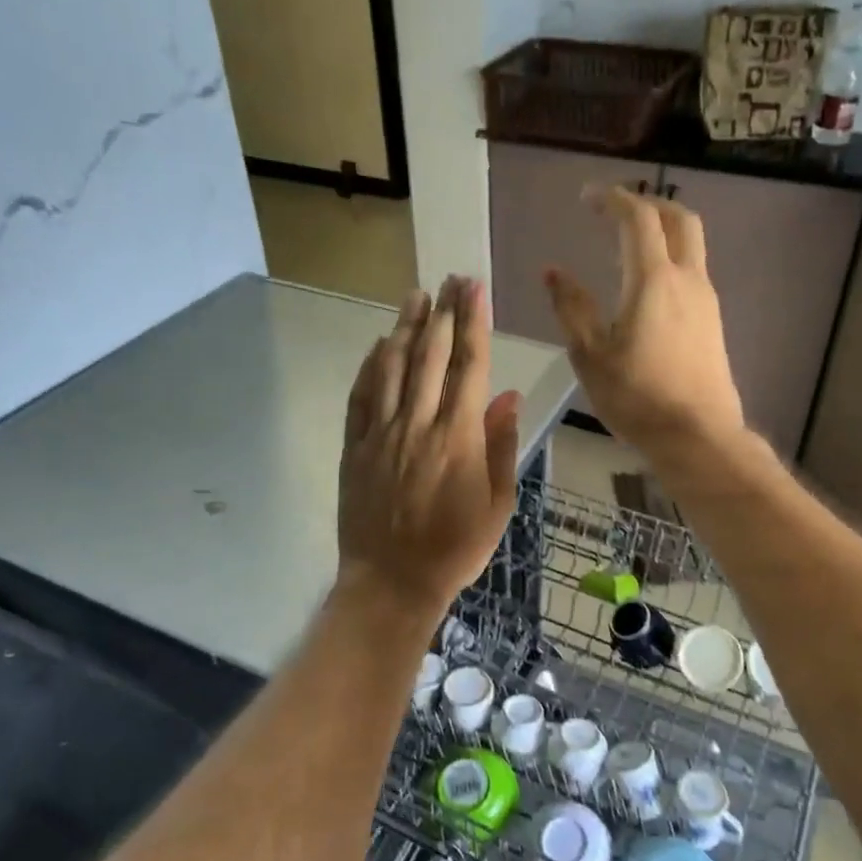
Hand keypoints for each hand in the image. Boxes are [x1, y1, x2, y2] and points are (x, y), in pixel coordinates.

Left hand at [337, 277, 522, 616]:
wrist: (392, 581)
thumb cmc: (455, 548)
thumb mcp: (498, 504)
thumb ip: (502, 446)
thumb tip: (506, 396)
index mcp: (458, 436)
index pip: (468, 365)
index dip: (473, 322)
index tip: (474, 289)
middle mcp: (418, 424)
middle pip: (430, 355)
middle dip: (442, 312)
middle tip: (450, 279)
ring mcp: (381, 433)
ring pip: (391, 367)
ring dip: (404, 327)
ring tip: (415, 296)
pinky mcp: (355, 447)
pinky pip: (361, 396)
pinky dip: (370, 366)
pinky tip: (378, 345)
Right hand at [545, 186, 744, 457]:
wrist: (697, 436)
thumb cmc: (636, 397)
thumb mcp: (591, 355)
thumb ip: (572, 308)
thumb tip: (554, 272)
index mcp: (653, 280)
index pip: (638, 218)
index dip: (612, 199)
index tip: (587, 197)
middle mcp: (687, 279)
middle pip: (679, 219)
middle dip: (648, 203)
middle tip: (616, 209)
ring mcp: (706, 300)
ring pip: (691, 245)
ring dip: (662, 230)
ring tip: (628, 243)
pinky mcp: (713, 321)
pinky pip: (693, 271)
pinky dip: (670, 258)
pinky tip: (648, 284)